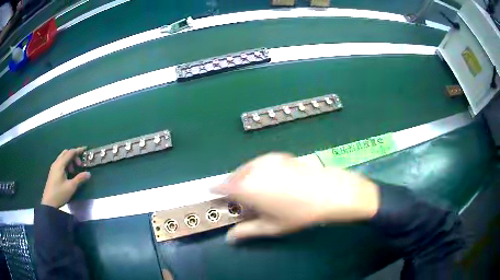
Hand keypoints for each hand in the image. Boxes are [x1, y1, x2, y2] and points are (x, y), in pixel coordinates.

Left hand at [41, 147, 90, 207]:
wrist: (49, 203)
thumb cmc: (60, 194)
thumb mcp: (71, 187)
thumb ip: (79, 179)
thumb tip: (88, 173)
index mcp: (60, 164)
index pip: (70, 153)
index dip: (78, 150)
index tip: (85, 150)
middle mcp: (56, 163)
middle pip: (66, 153)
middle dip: (74, 156)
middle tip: (80, 165)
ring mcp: (54, 167)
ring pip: (63, 158)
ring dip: (70, 161)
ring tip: (74, 171)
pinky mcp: (53, 172)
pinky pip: (60, 163)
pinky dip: (66, 164)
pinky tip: (69, 173)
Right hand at [211, 153, 379, 241]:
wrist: (327, 191)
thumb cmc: (297, 213)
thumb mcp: (270, 227)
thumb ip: (246, 231)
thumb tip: (229, 238)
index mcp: (246, 187)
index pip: (221, 186)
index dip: (215, 190)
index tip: (213, 194)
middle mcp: (253, 169)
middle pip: (234, 176)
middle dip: (232, 186)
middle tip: (240, 199)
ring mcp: (267, 159)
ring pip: (247, 168)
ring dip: (245, 178)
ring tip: (256, 190)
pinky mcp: (279, 155)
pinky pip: (260, 163)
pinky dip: (258, 170)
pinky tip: (271, 180)